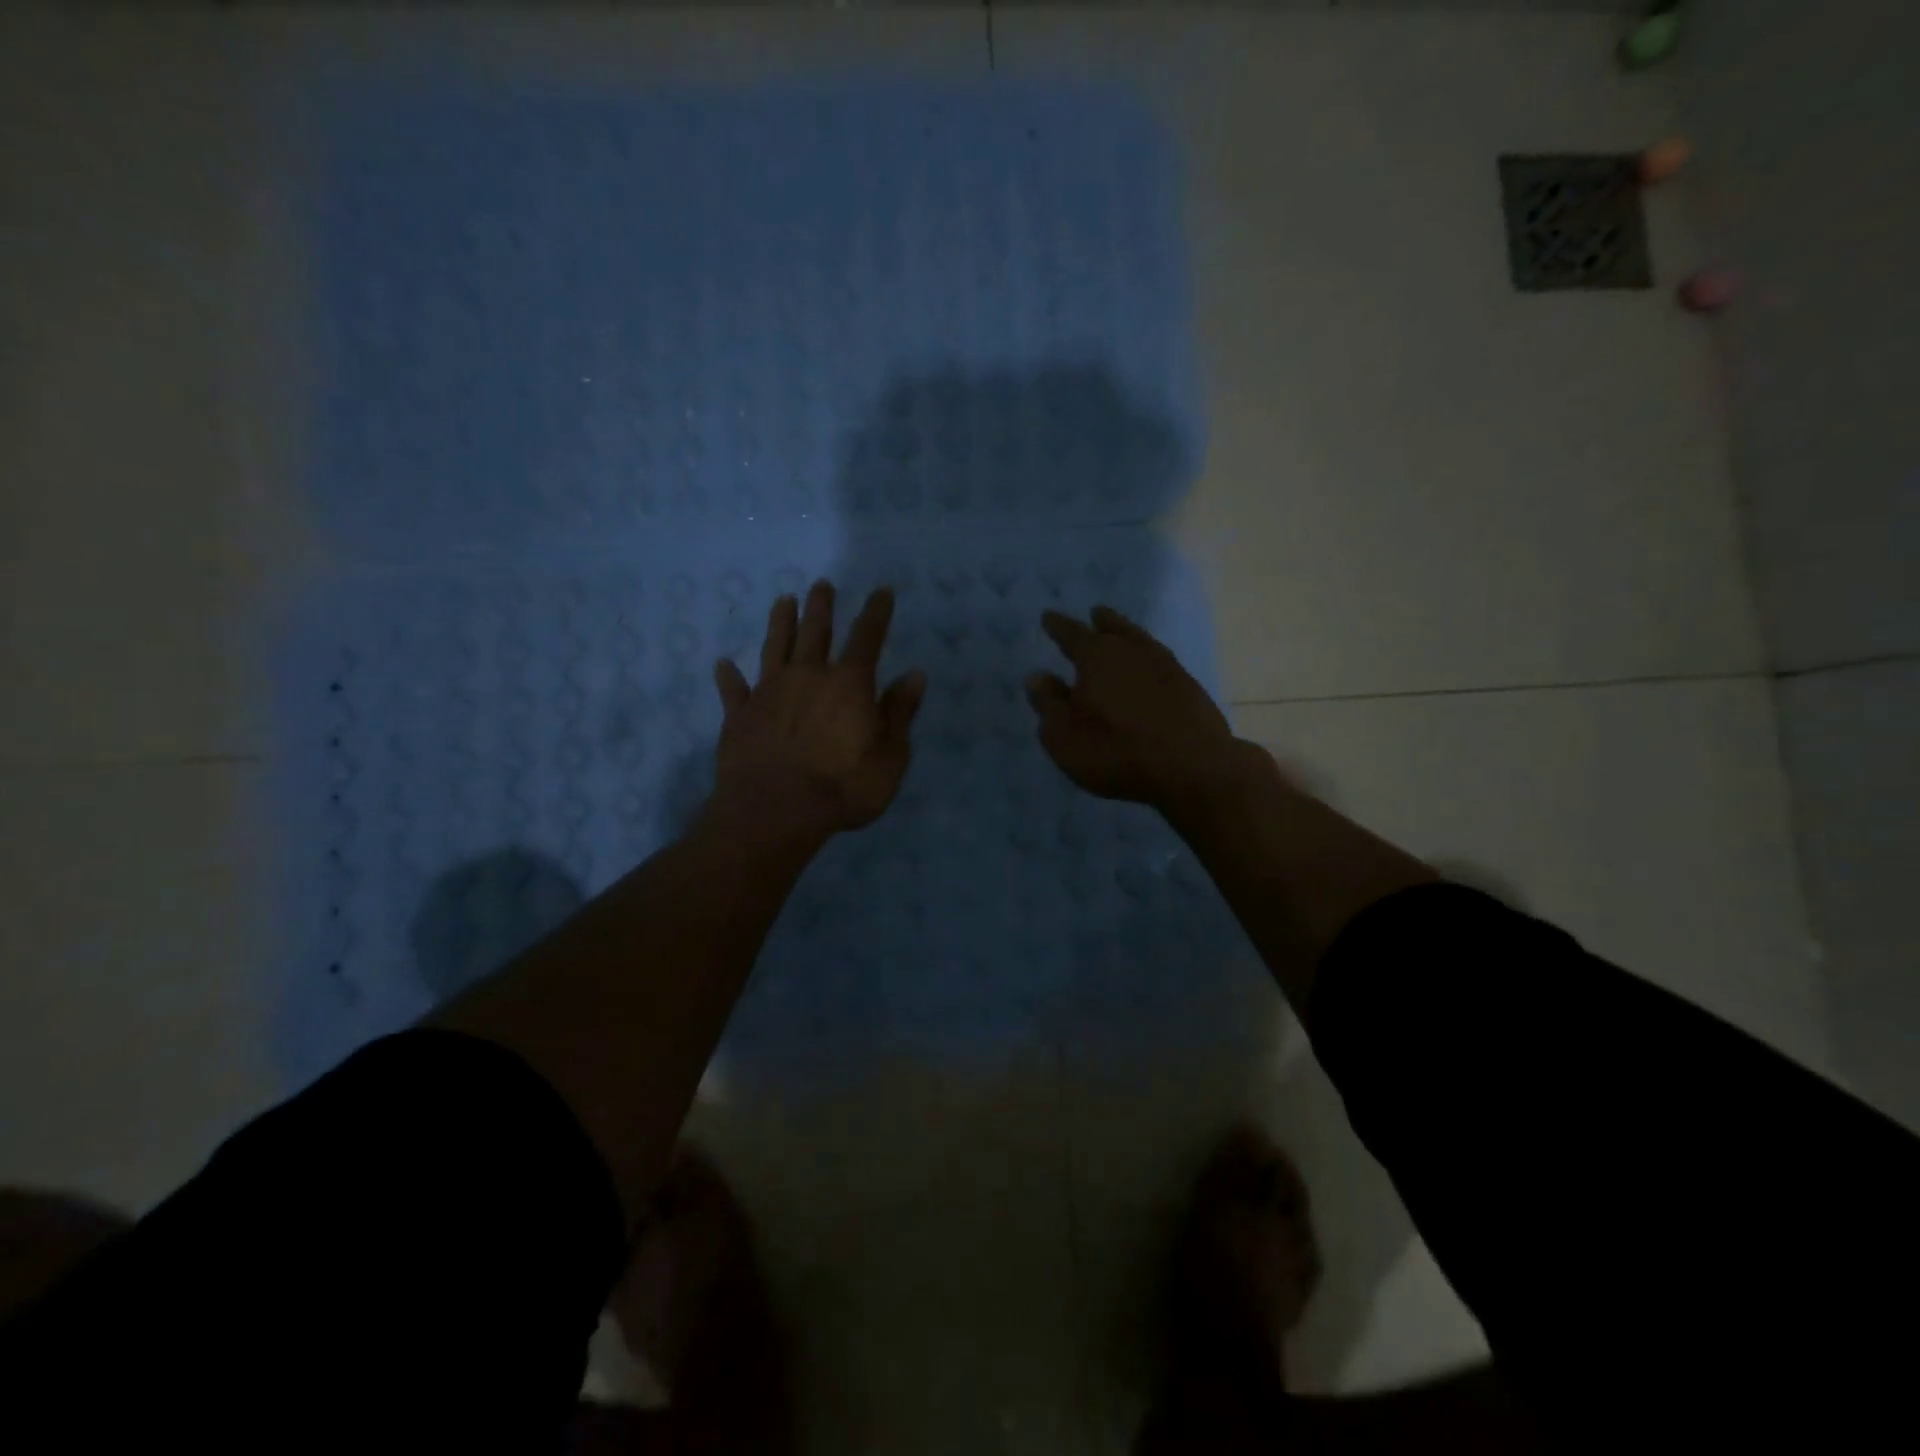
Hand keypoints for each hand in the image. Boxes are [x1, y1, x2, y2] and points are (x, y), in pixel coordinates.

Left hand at [712, 579, 925, 839]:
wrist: (774, 812)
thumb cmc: (842, 788)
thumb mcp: (890, 757)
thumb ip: (900, 713)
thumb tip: (915, 675)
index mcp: (849, 684)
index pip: (867, 637)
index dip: (876, 612)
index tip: (881, 591)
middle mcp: (808, 676)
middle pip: (816, 632)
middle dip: (822, 607)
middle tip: (822, 585)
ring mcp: (769, 692)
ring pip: (775, 647)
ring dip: (780, 623)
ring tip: (783, 600)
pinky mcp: (739, 715)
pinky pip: (733, 689)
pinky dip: (729, 677)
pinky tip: (723, 664)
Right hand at [1026, 605, 1235, 809]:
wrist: (1191, 767)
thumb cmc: (1115, 751)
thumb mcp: (1064, 736)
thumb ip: (1048, 704)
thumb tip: (1037, 676)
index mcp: (1096, 657)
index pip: (1071, 634)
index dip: (1057, 626)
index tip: (1048, 616)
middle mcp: (1131, 651)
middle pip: (1113, 628)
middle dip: (1101, 621)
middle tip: (1095, 613)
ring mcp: (1166, 666)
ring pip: (1140, 641)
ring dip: (1128, 634)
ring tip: (1121, 633)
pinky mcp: (1189, 686)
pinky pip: (1161, 661)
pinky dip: (1149, 659)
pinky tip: (1149, 668)